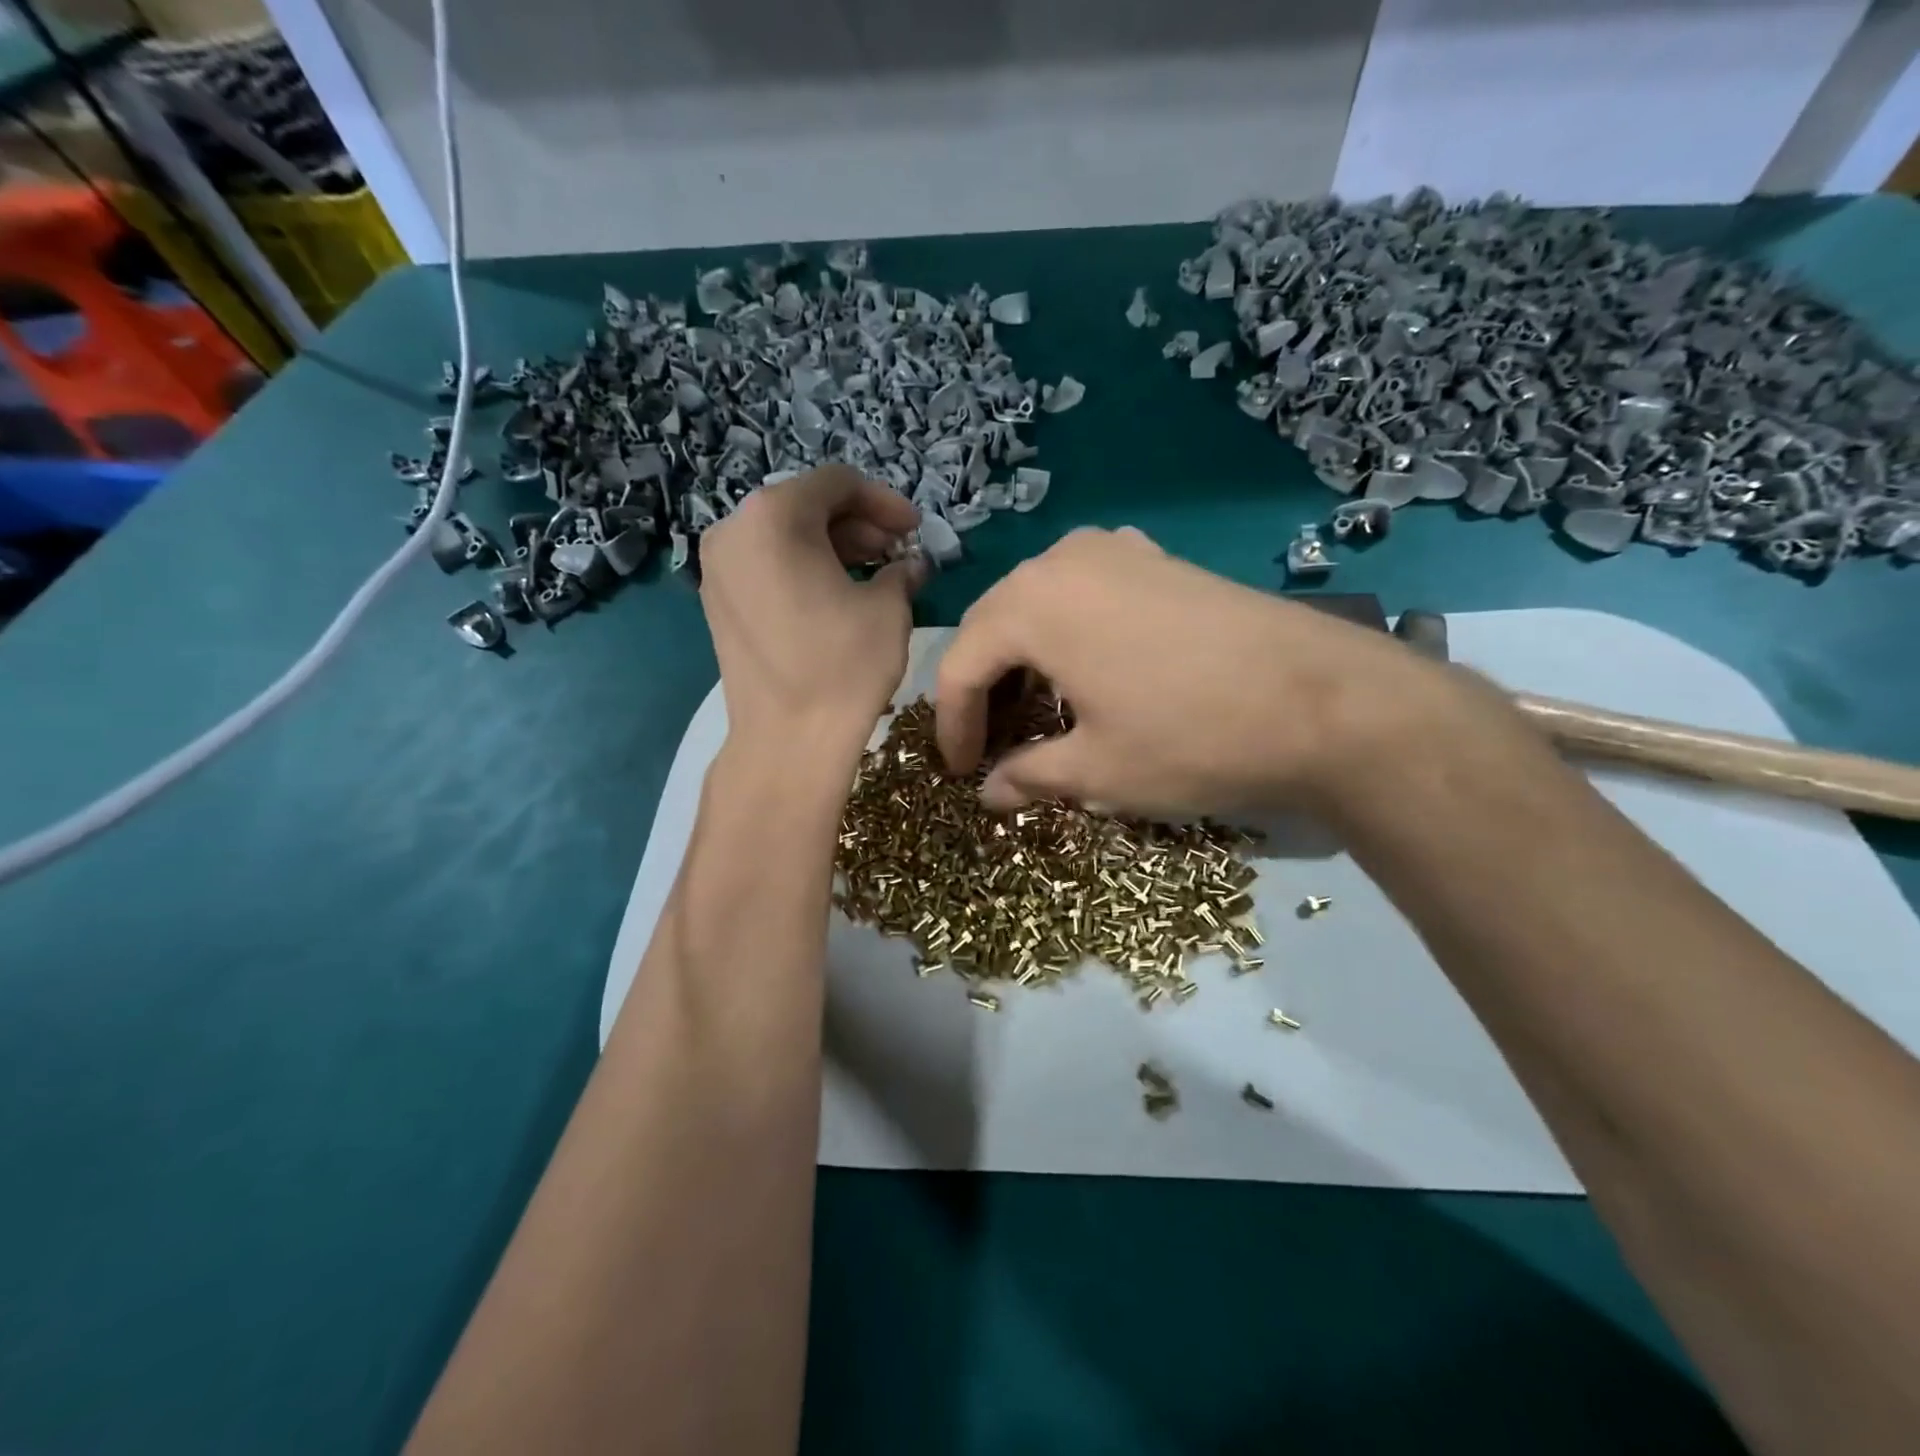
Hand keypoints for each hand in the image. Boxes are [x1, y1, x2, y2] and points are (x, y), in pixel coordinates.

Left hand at [699, 465, 923, 760]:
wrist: (787, 741)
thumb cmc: (844, 666)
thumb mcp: (889, 609)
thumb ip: (901, 571)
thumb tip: (910, 565)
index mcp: (773, 516)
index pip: (837, 483)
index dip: (884, 501)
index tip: (915, 529)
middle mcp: (733, 530)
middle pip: (806, 505)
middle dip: (858, 525)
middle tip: (897, 553)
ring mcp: (718, 568)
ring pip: (784, 536)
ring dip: (833, 547)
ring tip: (874, 576)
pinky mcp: (717, 602)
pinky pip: (766, 566)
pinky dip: (803, 569)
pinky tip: (837, 596)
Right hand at [935, 526, 1491, 818]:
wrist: (1326, 701)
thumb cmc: (1192, 738)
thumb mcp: (1098, 770)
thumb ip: (1028, 776)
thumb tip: (990, 794)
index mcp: (1032, 604)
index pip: (962, 665)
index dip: (953, 726)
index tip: (961, 773)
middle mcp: (1063, 559)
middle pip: (995, 626)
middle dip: (985, 689)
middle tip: (992, 745)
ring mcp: (1117, 549)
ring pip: (1039, 604)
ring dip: (1025, 658)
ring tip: (1037, 710)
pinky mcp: (1159, 559)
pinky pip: (1087, 591)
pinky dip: (1069, 632)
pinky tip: (1088, 667)